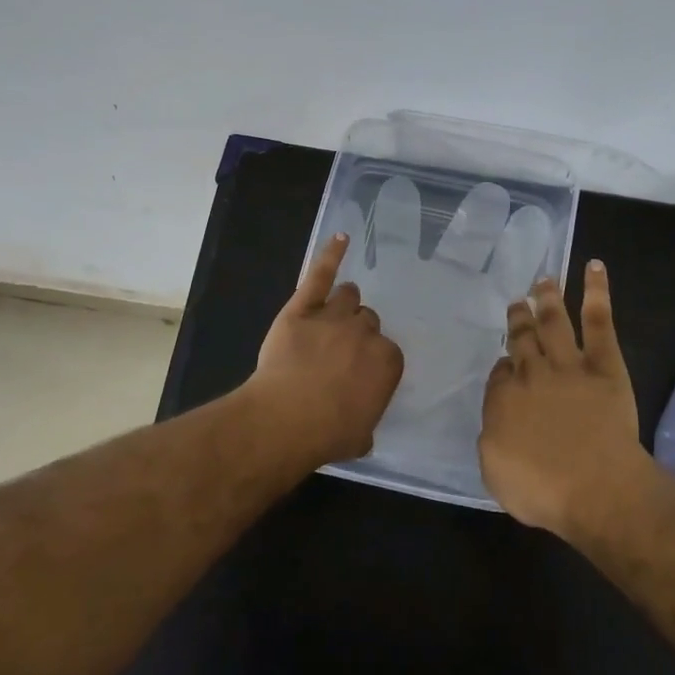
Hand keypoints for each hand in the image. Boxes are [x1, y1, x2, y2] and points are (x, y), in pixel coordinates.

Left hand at [246, 233, 404, 463]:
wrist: (286, 419)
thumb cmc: (327, 434)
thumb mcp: (361, 436)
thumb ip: (367, 418)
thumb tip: (362, 422)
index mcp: (388, 362)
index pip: (387, 352)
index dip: (370, 361)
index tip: (358, 374)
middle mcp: (366, 333)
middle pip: (367, 321)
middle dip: (357, 333)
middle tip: (340, 351)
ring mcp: (334, 316)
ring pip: (348, 297)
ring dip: (344, 304)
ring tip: (334, 313)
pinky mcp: (303, 308)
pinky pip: (321, 274)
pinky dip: (331, 255)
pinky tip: (340, 238)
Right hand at [479, 260, 646, 532]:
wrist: (596, 488)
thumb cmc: (543, 490)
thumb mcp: (495, 471)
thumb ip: (492, 437)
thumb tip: (498, 419)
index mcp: (503, 399)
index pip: (500, 374)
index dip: (504, 366)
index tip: (508, 363)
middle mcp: (531, 374)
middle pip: (522, 340)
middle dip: (518, 320)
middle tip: (517, 302)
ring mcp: (568, 365)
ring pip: (553, 322)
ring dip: (548, 299)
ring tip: (544, 280)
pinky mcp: (604, 364)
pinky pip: (599, 321)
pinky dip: (597, 292)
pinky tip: (594, 267)